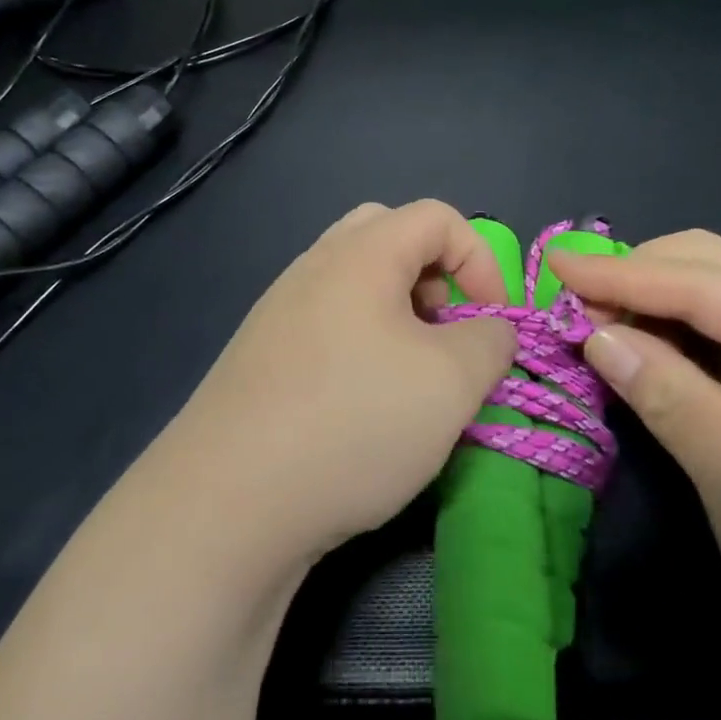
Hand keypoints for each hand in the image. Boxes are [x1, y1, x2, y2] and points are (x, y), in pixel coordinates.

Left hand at [163, 200, 517, 567]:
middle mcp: (314, 265)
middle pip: (389, 236)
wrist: (227, 502)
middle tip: (445, 331)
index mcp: (361, 253)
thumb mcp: (451, 382)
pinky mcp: (260, 355)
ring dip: (398, 313)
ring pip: (355, 282)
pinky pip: (326, 323)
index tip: (493, 323)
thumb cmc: (354, 422)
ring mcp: (279, 309)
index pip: (437, 217)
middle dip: (434, 275)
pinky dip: (361, 343)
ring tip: (410, 374)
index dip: (481, 259)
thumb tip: (489, 329)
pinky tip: (362, 404)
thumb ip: (490, 341)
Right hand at [551, 230, 720, 666]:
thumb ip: (661, 389)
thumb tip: (596, 333)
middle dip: (641, 275)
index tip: (555, 265)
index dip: (619, 272)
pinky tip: (668, 349)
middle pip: (717, 263)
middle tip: (581, 308)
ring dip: (666, 297)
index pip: (698, 278)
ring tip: (614, 324)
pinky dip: (696, 328)